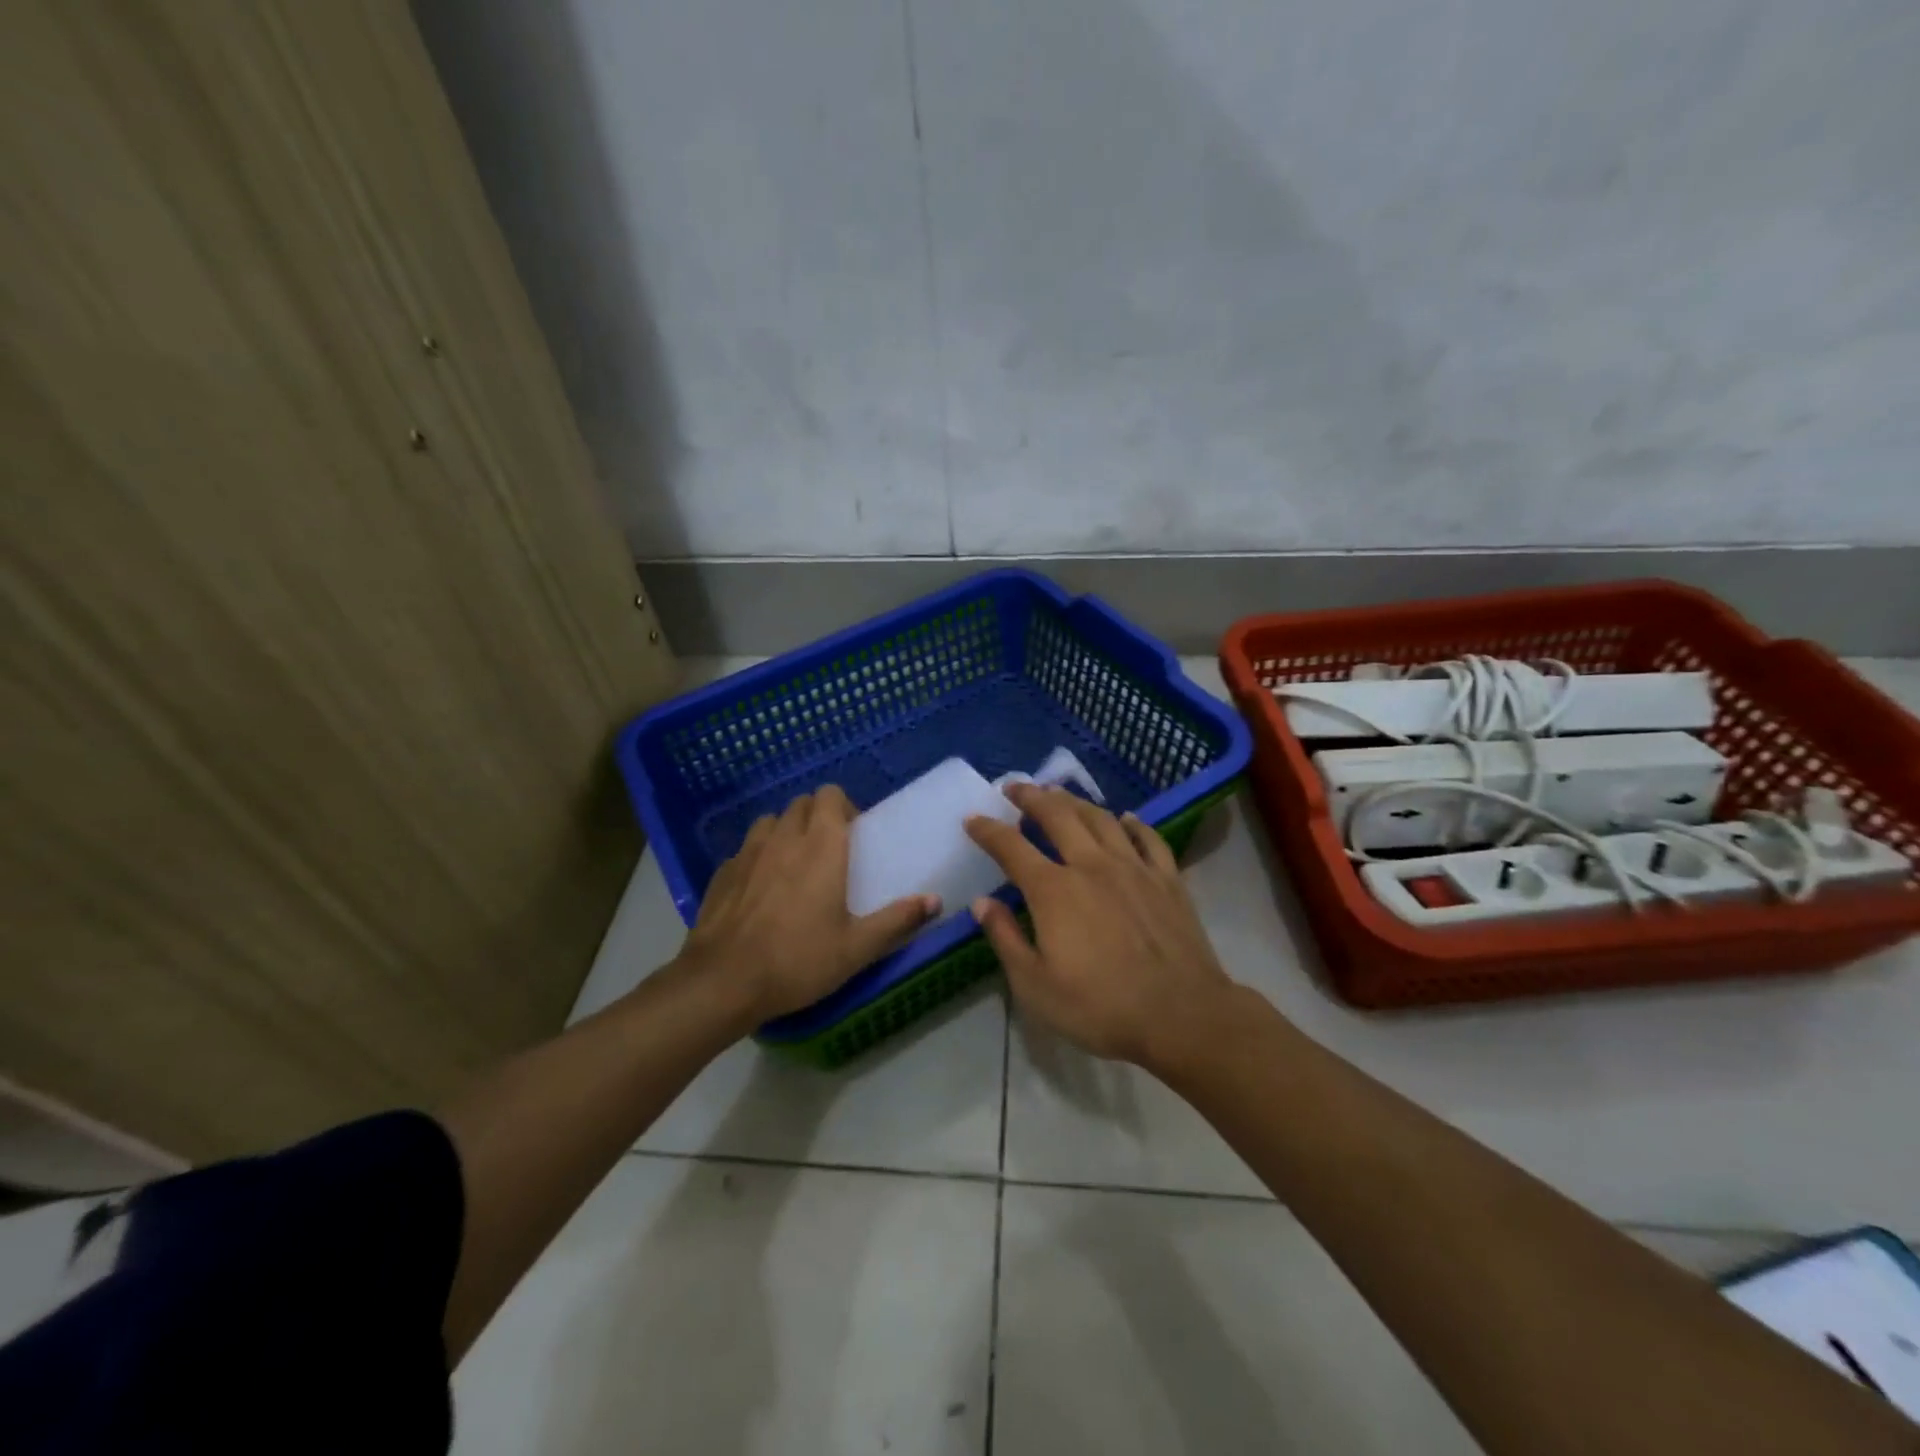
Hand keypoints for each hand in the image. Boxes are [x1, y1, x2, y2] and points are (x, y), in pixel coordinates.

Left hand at [679, 785, 937, 1024]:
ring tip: (793, 865)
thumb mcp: (857, 948)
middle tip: (829, 852)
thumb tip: (935, 901)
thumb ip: (898, 920)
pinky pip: (746, 850)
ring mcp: (747, 852)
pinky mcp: (721, 872)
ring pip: (771, 822)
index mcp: (821, 846)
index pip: (830, 795)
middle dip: (817, 817)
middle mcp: (783, 838)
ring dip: (786, 832)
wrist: (722, 981)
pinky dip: (758, 857)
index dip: (843, 807)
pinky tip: (760, 890)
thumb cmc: (798, 960)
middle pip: (801, 804)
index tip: (854, 834)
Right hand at [964, 784, 1238, 1070]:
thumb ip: (1005, 938)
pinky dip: (1133, 823)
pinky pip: (1148, 838)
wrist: (1181, 1014)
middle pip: (1057, 816)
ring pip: (1100, 818)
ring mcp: (1134, 868)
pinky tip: (1125, 818)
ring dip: (1075, 801)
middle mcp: (1091, 865)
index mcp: (1054, 890)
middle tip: (1015, 787)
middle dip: (1031, 797)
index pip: (1011, 847)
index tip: (972, 818)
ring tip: (1059, 793)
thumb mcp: (1035, 986)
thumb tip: (982, 902)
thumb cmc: (1100, 1007)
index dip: (988, 830)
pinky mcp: (1167, 879)